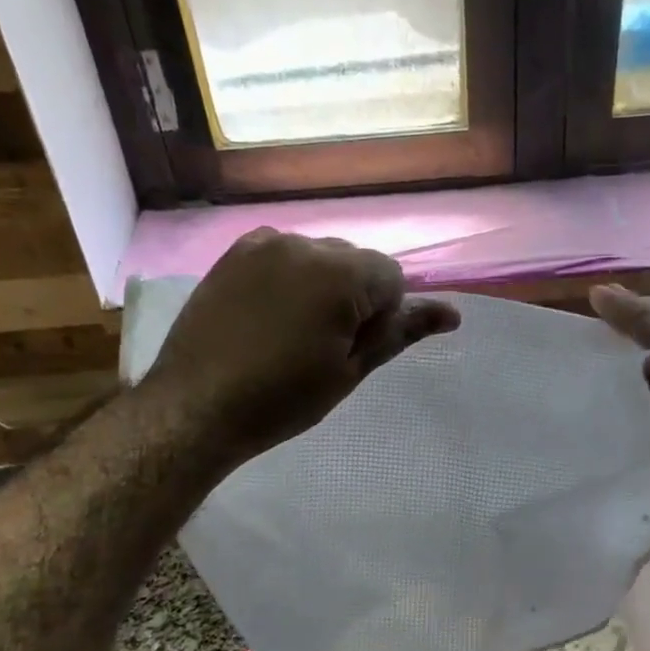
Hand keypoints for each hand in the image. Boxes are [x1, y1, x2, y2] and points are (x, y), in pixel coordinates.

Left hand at [151, 228, 459, 464]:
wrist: (196, 407)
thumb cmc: (282, 399)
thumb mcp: (349, 371)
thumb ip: (399, 333)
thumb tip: (452, 313)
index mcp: (341, 273)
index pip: (392, 277)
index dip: (382, 317)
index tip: (352, 352)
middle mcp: (304, 243)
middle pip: (355, 262)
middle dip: (353, 297)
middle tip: (324, 349)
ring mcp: (262, 244)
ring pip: (318, 258)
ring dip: (320, 287)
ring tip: (291, 335)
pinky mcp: (233, 254)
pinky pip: (281, 255)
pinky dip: (288, 278)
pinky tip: (267, 315)